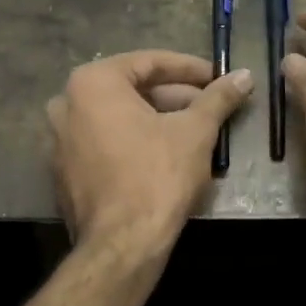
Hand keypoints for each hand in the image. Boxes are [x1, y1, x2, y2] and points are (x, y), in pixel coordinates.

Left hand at [47, 50, 251, 256]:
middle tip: (210, 106)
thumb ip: (218, 98)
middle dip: (175, 97)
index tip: (218, 77)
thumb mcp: (196, 131)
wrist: (123, 243)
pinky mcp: (65, 172)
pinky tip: (167, 155)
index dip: (190, 69)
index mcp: (92, 83)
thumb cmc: (158, 175)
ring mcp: (60, 140)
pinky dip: (135, 142)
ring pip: (119, 118)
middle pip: (131, 90)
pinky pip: (105, 143)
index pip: (149, 62)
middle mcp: (67, 104)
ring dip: (158, 120)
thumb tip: (245, 76)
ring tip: (196, 131)